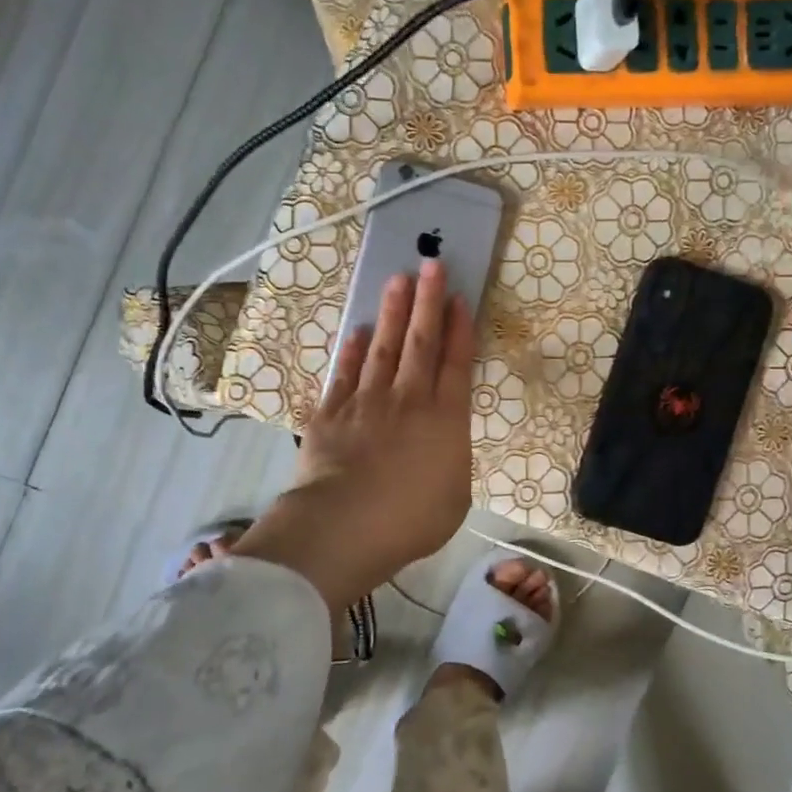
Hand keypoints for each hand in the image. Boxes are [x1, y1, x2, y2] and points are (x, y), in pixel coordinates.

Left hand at [234, 259, 475, 611]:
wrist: (344, 526)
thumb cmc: (410, 520)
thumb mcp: (455, 498)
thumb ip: (452, 462)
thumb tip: (443, 448)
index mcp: (445, 419)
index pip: (456, 362)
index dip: (460, 328)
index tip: (459, 297)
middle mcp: (409, 399)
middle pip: (421, 341)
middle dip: (428, 301)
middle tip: (431, 264)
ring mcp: (367, 402)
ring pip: (383, 347)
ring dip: (392, 313)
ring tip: (397, 280)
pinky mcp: (331, 413)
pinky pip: (345, 372)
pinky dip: (352, 350)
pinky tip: (358, 331)